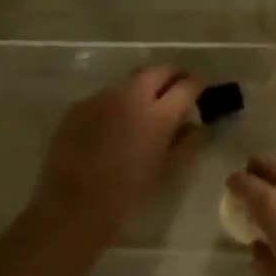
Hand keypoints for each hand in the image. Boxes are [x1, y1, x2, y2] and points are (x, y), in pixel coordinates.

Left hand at [32, 65, 204, 239]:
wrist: (73, 205)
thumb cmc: (127, 194)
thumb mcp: (166, 171)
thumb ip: (186, 143)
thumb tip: (195, 125)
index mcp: (158, 114)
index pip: (186, 86)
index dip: (198, 85)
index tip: (201, 89)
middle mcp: (130, 96)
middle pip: (157, 71)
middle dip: (171, 75)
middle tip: (177, 87)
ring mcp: (101, 98)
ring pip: (128, 82)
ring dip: (142, 89)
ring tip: (144, 108)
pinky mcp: (78, 106)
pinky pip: (104, 98)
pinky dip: (116, 104)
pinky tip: (113, 125)